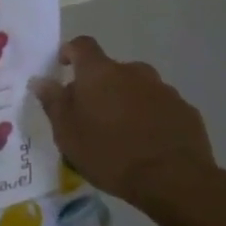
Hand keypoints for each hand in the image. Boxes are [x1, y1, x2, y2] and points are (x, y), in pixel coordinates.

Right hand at [32, 37, 220, 218]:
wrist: (173, 179)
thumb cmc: (109, 153)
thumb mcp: (67, 132)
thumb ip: (53, 102)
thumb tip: (40, 80)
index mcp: (99, 73)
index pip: (82, 45)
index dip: (70, 52)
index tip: (63, 67)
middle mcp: (133, 72)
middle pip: (111, 70)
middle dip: (99, 86)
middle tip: (91, 115)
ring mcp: (164, 90)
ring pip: (137, 89)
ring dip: (126, 102)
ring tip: (121, 134)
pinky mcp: (186, 111)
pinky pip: (160, 107)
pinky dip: (150, 118)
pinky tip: (148, 144)